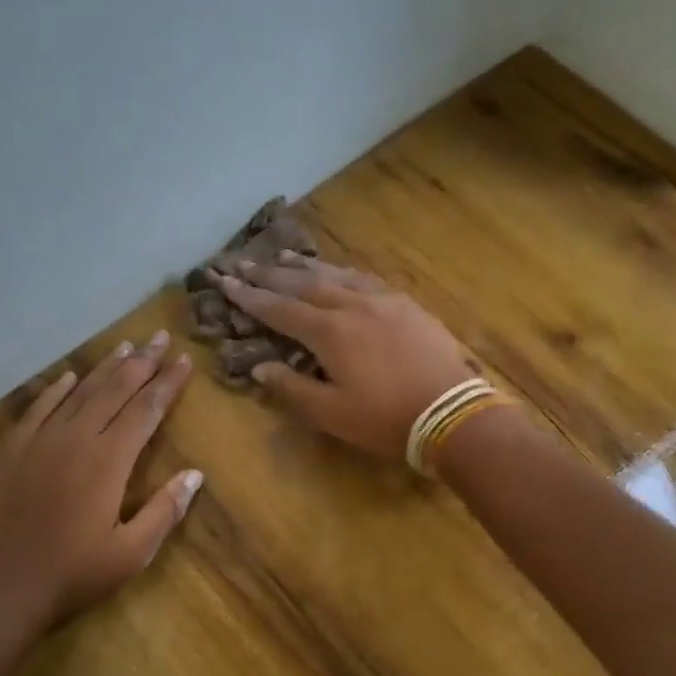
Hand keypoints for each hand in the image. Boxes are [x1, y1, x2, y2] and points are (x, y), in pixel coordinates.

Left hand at [0, 331, 200, 633]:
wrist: (1, 588)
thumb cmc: (74, 574)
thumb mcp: (132, 552)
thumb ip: (165, 510)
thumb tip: (195, 474)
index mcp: (109, 461)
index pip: (146, 410)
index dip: (167, 383)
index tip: (183, 360)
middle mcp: (76, 438)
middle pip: (115, 389)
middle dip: (142, 362)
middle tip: (159, 336)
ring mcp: (40, 441)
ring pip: (79, 392)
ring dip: (105, 368)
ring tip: (126, 347)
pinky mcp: (13, 450)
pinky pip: (39, 408)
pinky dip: (57, 389)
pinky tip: (69, 376)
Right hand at [213, 255, 473, 459]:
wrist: (452, 412)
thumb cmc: (385, 419)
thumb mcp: (331, 414)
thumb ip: (292, 388)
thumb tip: (259, 367)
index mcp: (329, 332)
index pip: (279, 308)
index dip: (249, 296)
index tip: (224, 281)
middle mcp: (352, 306)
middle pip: (303, 283)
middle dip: (270, 274)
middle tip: (243, 262)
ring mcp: (383, 301)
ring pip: (336, 275)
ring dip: (305, 266)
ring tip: (282, 256)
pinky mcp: (407, 305)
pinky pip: (365, 279)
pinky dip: (342, 272)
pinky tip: (339, 272)